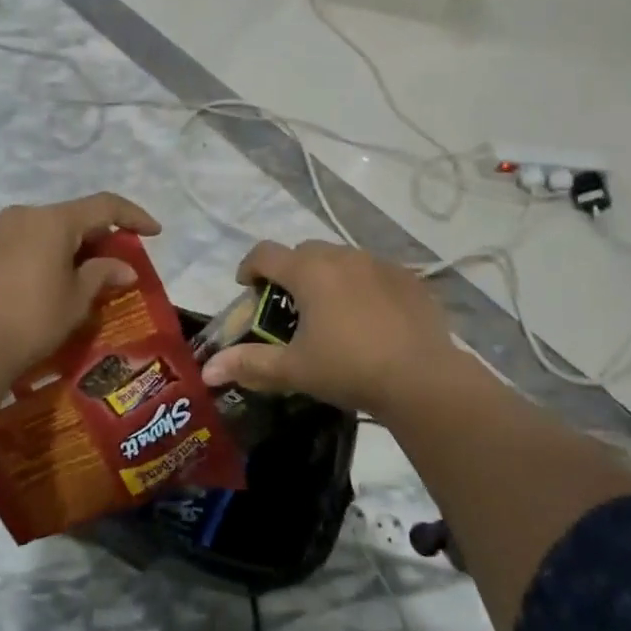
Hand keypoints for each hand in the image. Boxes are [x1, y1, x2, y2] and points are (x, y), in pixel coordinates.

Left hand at [0, 193, 161, 381]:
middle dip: (100, 237)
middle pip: (74, 217)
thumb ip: (103, 274)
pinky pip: (26, 242)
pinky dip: (46, 254)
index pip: (105, 206)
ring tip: (85, 276)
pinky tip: (51, 282)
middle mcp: (25, 215)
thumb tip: (124, 268)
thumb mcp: (77, 299)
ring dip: (71, 247)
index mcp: (54, 220)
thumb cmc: (32, 319)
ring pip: (48, 229)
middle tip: (118, 264)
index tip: (154, 232)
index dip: (133, 217)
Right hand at [201, 239, 460, 417]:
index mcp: (308, 272)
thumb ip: (249, 364)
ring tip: (332, 312)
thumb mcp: (294, 370)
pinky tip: (371, 318)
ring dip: (328, 276)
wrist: (422, 378)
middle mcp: (341, 256)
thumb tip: (208, 370)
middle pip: (303, 252)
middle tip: (290, 306)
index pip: (264, 253)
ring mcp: (378, 264)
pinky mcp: (408, 278)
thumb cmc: (349, 368)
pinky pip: (375, 272)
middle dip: (290, 272)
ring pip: (341, 259)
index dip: (249, 267)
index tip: (247, 288)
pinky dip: (363, 286)